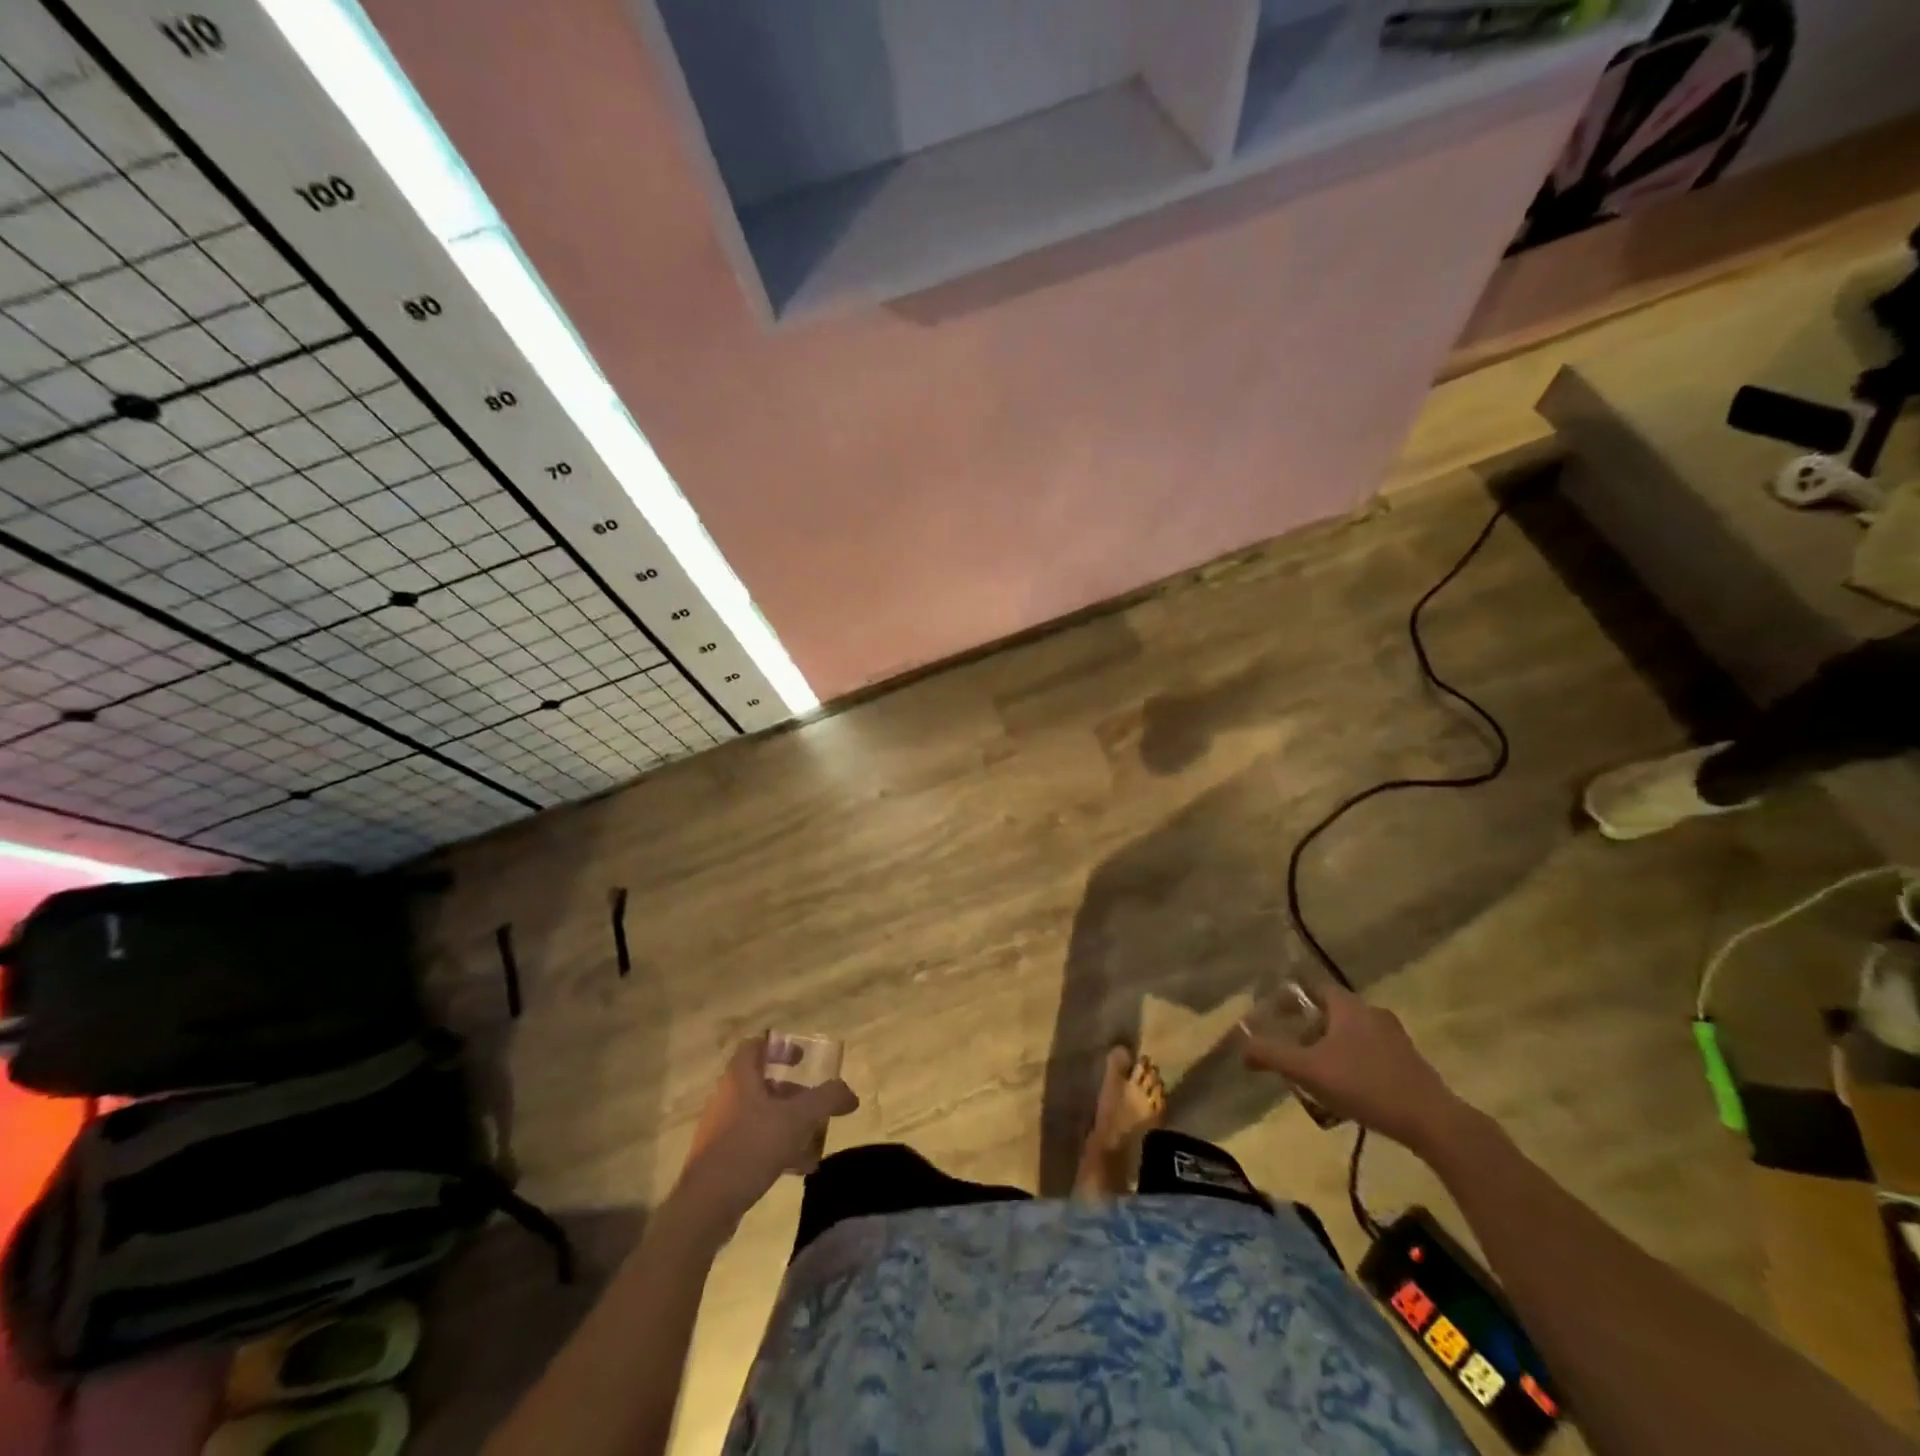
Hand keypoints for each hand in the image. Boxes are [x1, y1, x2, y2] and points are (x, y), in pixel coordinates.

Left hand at [674, 1037, 858, 1230]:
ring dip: (787, 1122)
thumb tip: (850, 1094)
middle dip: (792, 1092)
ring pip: (760, 1115)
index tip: (802, 1059)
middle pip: (761, 1082)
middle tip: (814, 1104)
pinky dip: (776, 1147)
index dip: (780, 1047)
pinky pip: (753, 1142)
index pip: (756, 1046)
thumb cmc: (750, 1147)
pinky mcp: (720, 1158)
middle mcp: (727, 1097)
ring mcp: (721, 1129)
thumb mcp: (797, 1119)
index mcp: (739, 1078)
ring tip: (813, 1139)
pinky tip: (798, 1168)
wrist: (705, 1206)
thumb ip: (826, 1099)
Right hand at [1241, 983, 1468, 1154]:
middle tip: (1292, 1050)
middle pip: (1332, 1012)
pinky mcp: (1410, 1063)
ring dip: (1331, 1048)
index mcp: (1349, 1006)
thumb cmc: (1364, 1085)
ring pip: (1352, 1034)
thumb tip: (1241, 1047)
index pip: (1314, 987)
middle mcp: (1373, 1013)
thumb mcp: (1308, 1070)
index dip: (1291, 999)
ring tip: (1316, 1074)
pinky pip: (1371, 1053)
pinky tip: (1347, 1090)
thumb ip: (1272, 1055)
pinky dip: (1353, 1063)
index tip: (1274, 1016)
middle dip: (1309, 1028)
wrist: (1432, 1122)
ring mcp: (1396, 1038)